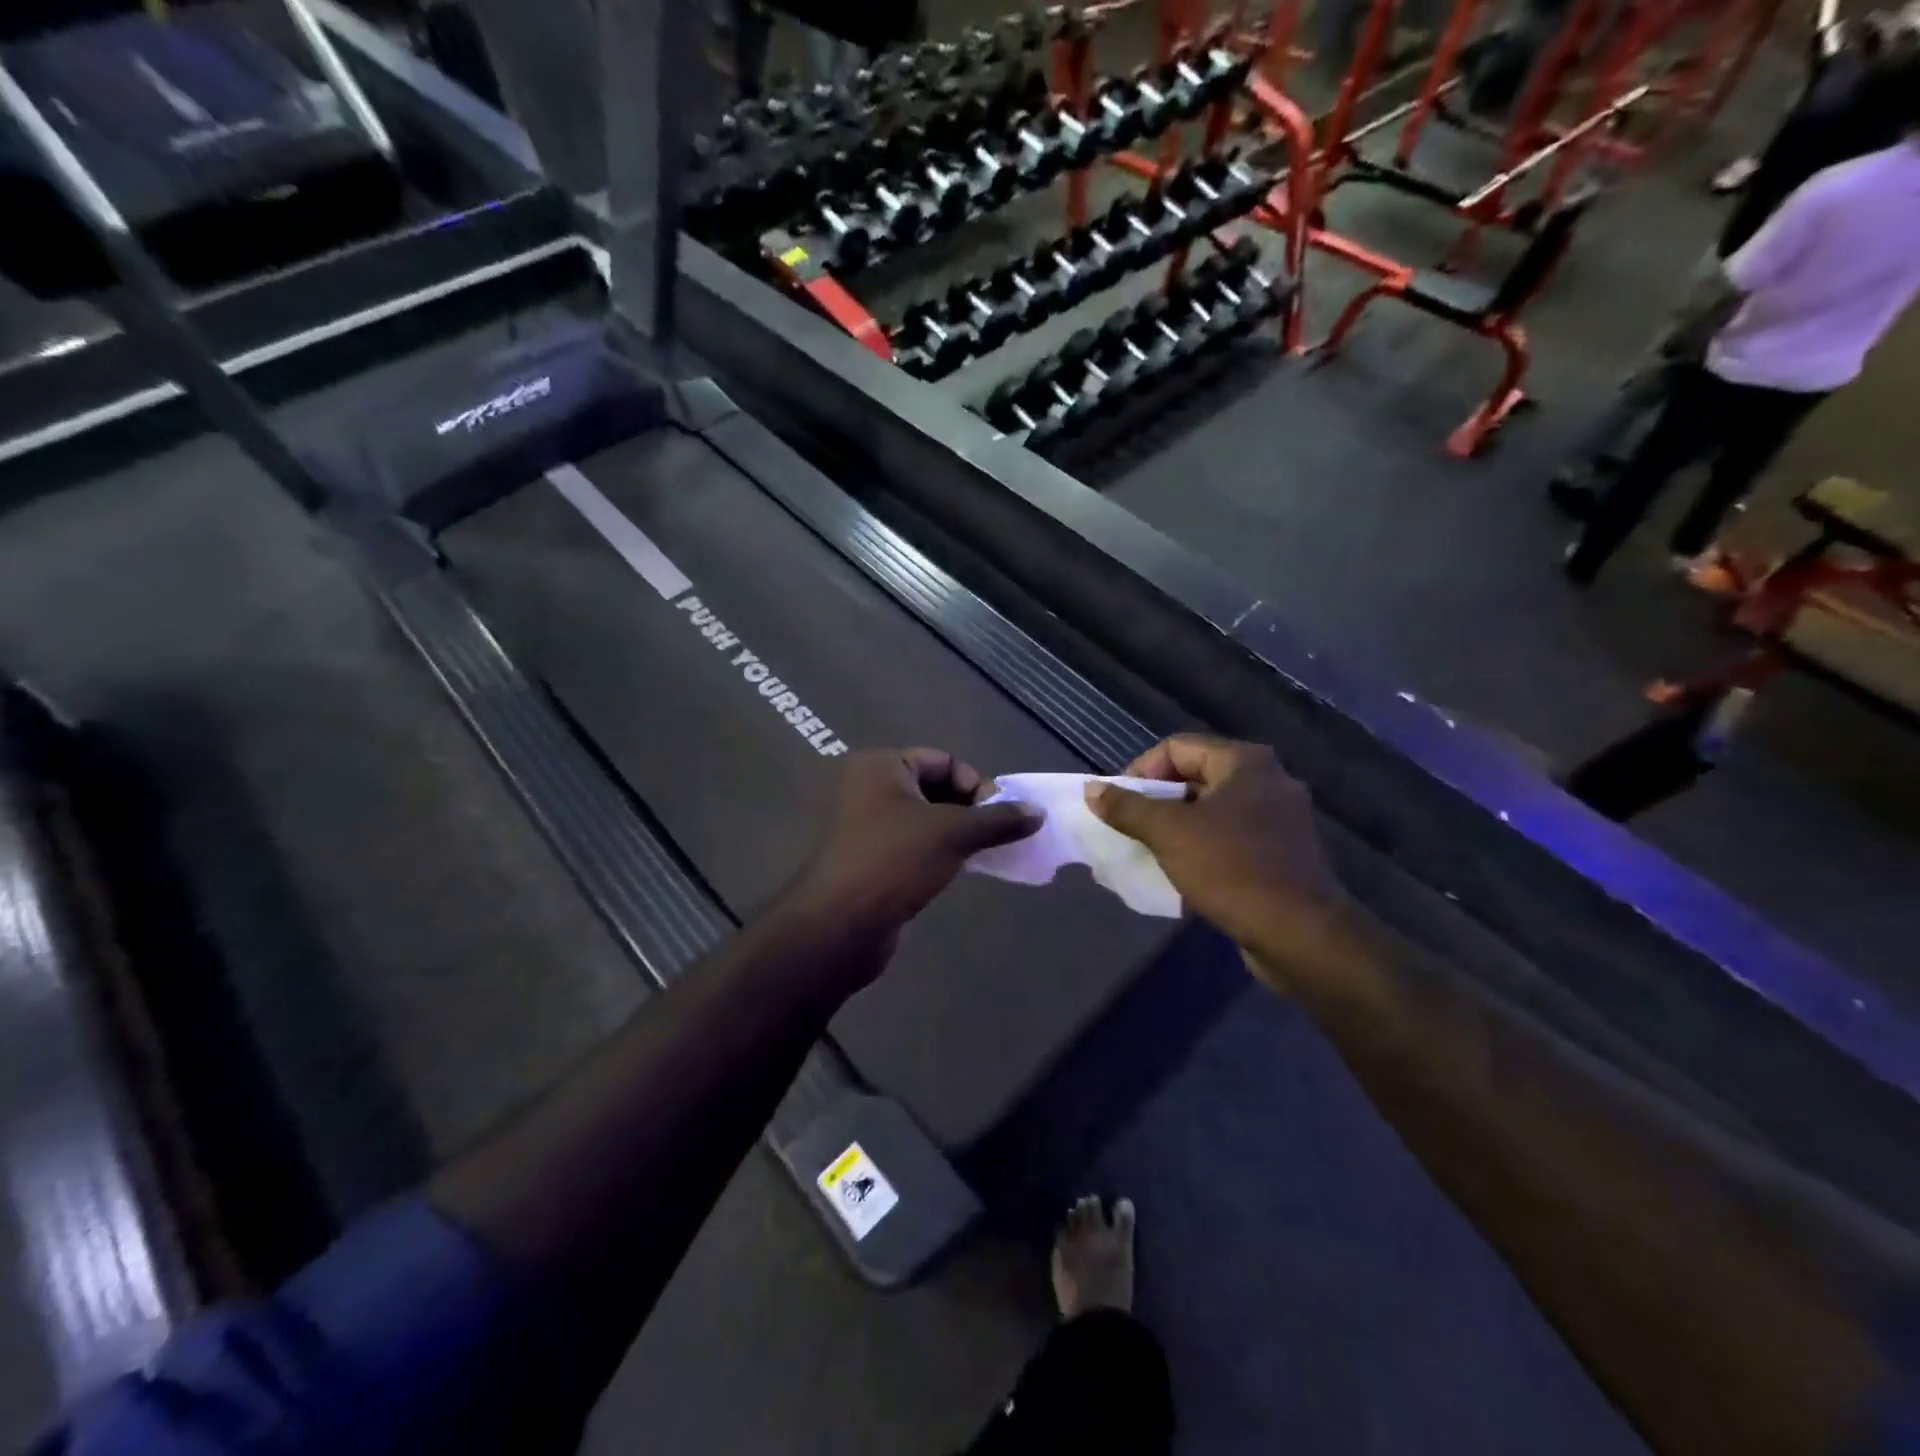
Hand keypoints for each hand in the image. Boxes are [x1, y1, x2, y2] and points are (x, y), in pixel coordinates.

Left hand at [787, 748, 1042, 963]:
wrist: (838, 925)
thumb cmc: (894, 861)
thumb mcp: (953, 834)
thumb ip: (998, 820)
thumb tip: (1038, 812)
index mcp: (880, 765)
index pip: (943, 760)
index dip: (976, 783)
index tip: (999, 815)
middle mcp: (867, 787)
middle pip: (932, 787)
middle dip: (968, 809)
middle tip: (994, 835)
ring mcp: (862, 824)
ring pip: (922, 818)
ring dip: (954, 832)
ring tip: (980, 854)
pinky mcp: (865, 857)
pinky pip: (909, 843)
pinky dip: (935, 851)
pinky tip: (955, 870)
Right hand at [1085, 736, 1353, 992]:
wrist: (1300, 934)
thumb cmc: (1232, 870)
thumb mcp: (1169, 834)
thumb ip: (1127, 807)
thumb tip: (1092, 789)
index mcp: (1245, 762)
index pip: (1176, 747)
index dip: (1140, 771)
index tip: (1120, 805)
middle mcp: (1268, 780)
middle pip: (1195, 776)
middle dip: (1157, 801)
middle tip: (1131, 828)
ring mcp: (1279, 818)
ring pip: (1212, 810)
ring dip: (1177, 827)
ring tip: (1150, 851)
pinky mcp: (1283, 852)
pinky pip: (1231, 836)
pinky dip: (1203, 846)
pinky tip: (1183, 871)